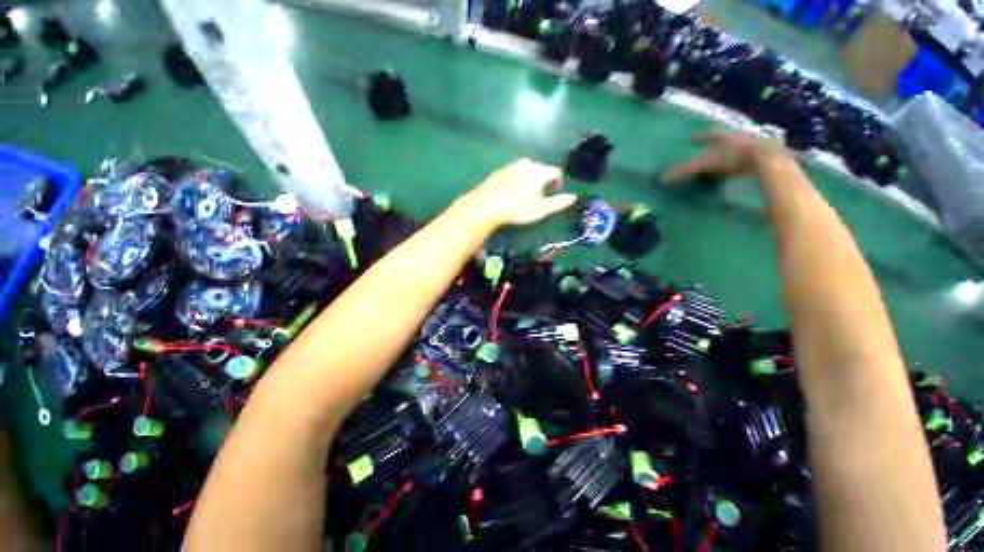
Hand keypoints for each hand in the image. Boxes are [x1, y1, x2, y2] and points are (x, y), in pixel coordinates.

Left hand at [459, 159, 576, 229]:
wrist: (485, 206)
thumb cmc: (516, 209)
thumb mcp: (540, 210)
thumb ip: (558, 202)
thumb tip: (573, 197)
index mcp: (538, 171)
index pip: (555, 171)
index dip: (558, 181)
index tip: (556, 191)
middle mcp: (525, 164)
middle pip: (541, 169)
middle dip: (544, 181)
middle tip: (539, 197)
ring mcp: (510, 166)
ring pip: (527, 170)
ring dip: (531, 180)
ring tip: (526, 195)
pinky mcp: (499, 171)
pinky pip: (514, 172)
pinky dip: (518, 180)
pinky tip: (512, 193)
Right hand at [661, 130, 786, 183]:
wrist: (764, 158)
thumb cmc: (731, 157)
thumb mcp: (702, 165)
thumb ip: (682, 171)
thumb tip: (661, 179)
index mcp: (721, 136)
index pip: (707, 134)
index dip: (699, 136)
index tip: (692, 137)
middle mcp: (736, 136)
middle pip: (723, 137)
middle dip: (715, 142)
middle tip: (707, 147)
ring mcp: (751, 144)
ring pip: (735, 146)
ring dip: (728, 151)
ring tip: (720, 160)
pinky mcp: (761, 155)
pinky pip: (745, 157)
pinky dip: (738, 162)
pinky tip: (736, 170)